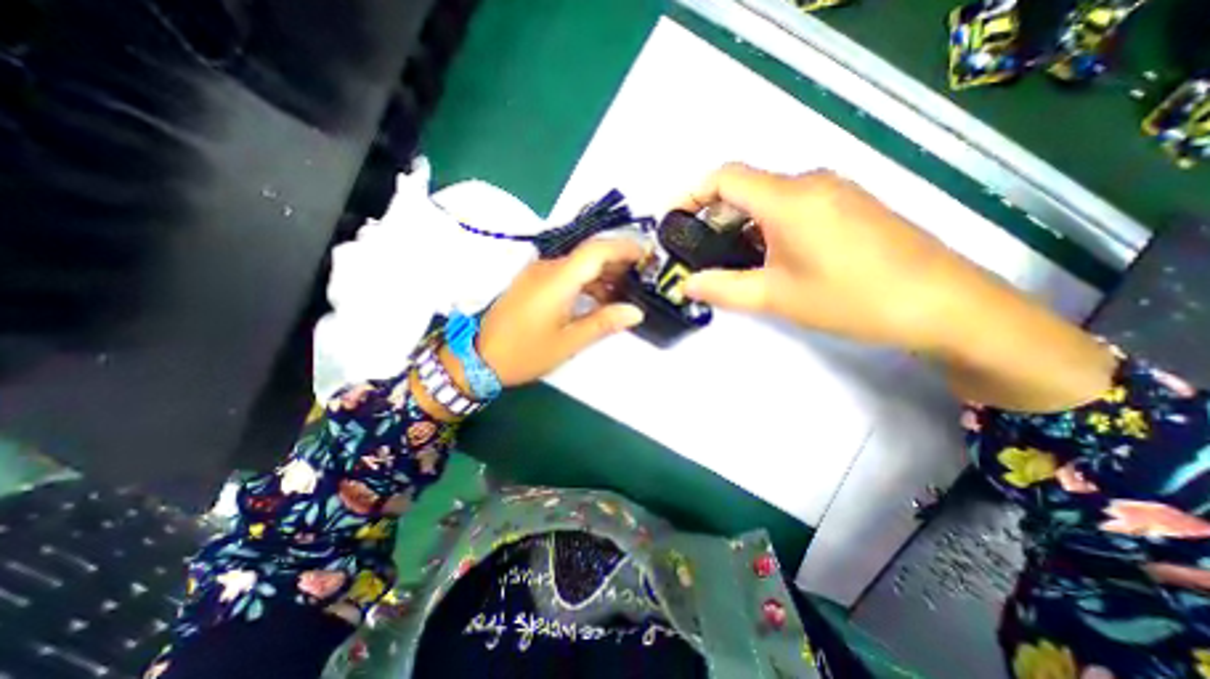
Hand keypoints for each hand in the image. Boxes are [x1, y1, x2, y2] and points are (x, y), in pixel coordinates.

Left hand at [475, 239, 646, 385]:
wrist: (479, 357)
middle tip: (641, 278)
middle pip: (589, 254)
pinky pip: (565, 274)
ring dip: (602, 274)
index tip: (647, 256)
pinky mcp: (532, 282)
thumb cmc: (525, 352)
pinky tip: (598, 298)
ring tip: (624, 292)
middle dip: (618, 262)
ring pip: (578, 264)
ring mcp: (537, 273)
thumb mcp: (568, 342)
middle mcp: (547, 268)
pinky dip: (586, 282)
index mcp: (558, 279)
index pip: (596, 250)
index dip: (624, 248)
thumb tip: (636, 312)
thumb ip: (603, 323)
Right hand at [680, 161, 966, 349]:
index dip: (691, 193)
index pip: (725, 177)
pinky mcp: (850, 206)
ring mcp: (835, 192)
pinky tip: (769, 257)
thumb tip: (688, 285)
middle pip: (746, 187)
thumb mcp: (776, 297)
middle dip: (713, 216)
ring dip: (741, 224)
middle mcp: (810, 183)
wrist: (943, 305)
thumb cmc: (851, 299)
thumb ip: (724, 289)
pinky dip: (768, 226)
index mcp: (788, 198)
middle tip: (697, 251)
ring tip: (729, 260)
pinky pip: (794, 206)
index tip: (671, 220)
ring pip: (770, 198)